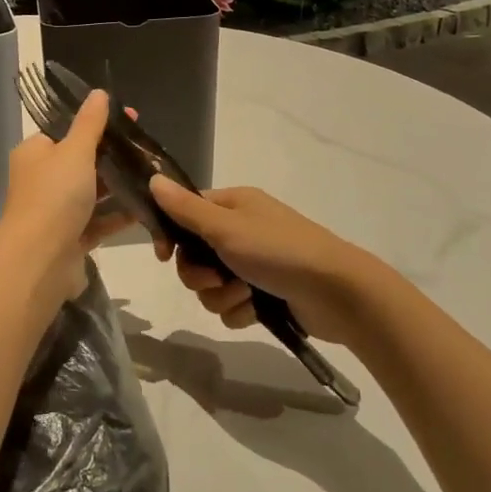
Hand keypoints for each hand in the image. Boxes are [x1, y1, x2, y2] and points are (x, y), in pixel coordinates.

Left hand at [0, 90, 129, 309]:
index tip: (131, 119)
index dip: (98, 123)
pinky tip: (147, 207)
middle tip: (148, 150)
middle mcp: (43, 180)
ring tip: (154, 176)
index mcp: (36, 153)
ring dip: (120, 185)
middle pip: (83, 161)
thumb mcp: (74, 151)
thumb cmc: (54, 196)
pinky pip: (99, 221)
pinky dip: (120, 215)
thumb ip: (90, 124)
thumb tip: (99, 93)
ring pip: (93, 192)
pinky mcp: (72, 238)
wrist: (40, 260)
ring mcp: (57, 211)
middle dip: (114, 156)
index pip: (67, 130)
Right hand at [147, 177, 386, 350]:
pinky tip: (257, 311)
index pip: (186, 214)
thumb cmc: (279, 250)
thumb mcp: (227, 227)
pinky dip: (240, 311)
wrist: (337, 293)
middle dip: (199, 274)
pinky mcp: (264, 295)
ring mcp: (253, 264)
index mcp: (233, 206)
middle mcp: (241, 231)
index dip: (172, 236)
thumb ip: (187, 210)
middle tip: (215, 278)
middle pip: (194, 256)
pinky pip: (231, 306)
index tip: (164, 255)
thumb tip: (153, 180)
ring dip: (221, 295)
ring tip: (245, 295)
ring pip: (210, 286)